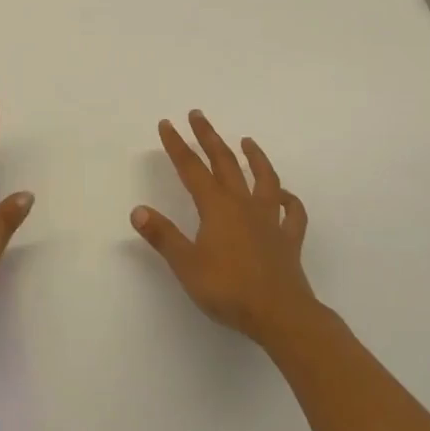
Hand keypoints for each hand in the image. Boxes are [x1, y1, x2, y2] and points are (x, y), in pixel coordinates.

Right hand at [132, 110, 319, 345]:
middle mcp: (243, 204)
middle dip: (209, 137)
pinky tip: (284, 195)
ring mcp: (269, 219)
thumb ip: (163, 236)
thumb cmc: (228, 289)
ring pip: (263, 178)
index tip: (167, 123)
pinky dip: (288, 200)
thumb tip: (137, 210)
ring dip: (255, 157)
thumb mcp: (186, 265)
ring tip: (247, 141)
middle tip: (198, 115)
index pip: (191, 168)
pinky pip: (292, 213)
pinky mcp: (289, 239)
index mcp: (216, 207)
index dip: (177, 145)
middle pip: (224, 162)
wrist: (281, 315)